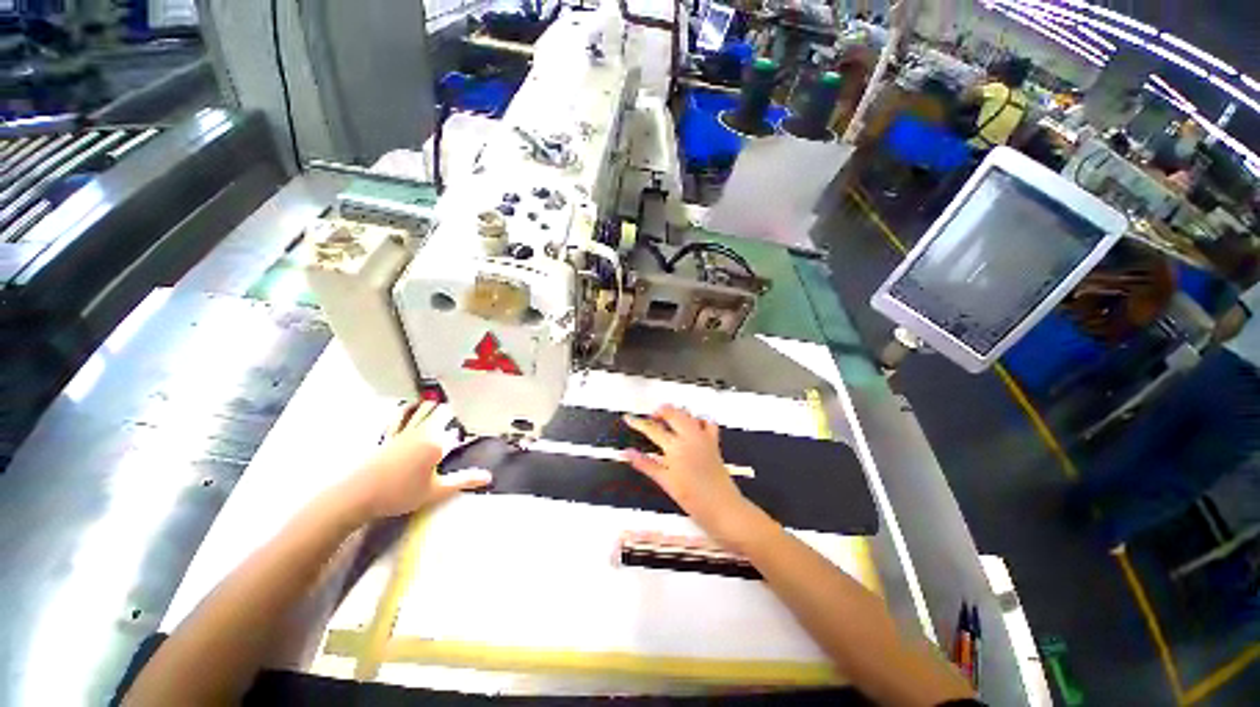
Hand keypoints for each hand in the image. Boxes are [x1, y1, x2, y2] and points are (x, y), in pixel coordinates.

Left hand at [345, 400, 491, 520]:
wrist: (357, 496)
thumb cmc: (400, 494)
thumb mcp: (436, 491)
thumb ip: (464, 481)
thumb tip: (489, 477)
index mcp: (436, 443)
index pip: (456, 426)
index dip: (466, 422)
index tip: (476, 418)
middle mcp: (421, 432)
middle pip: (439, 411)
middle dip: (451, 408)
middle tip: (462, 406)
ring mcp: (403, 432)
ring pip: (421, 410)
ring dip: (433, 405)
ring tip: (443, 401)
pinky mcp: (389, 436)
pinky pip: (400, 416)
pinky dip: (408, 409)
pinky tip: (411, 405)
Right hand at [623, 405, 764, 546]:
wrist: (724, 509)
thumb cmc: (693, 499)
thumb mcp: (666, 482)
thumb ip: (646, 464)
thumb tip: (628, 453)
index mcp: (676, 447)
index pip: (653, 430)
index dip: (638, 423)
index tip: (629, 418)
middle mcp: (690, 437)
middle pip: (673, 414)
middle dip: (660, 412)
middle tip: (650, 418)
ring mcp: (704, 438)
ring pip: (689, 415)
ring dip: (677, 413)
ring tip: (667, 420)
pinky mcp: (714, 443)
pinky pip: (707, 423)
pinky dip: (699, 420)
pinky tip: (692, 426)